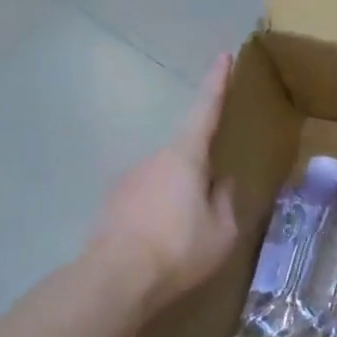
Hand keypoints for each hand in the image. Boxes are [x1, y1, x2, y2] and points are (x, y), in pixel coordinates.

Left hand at [88, 53, 238, 317]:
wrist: (114, 280)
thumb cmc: (179, 249)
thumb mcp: (222, 230)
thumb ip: (226, 200)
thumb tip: (221, 182)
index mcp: (185, 157)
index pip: (205, 110)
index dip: (217, 83)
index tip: (223, 55)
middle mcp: (153, 159)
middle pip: (185, 155)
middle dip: (199, 174)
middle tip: (212, 207)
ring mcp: (127, 180)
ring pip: (164, 180)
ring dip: (177, 198)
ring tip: (186, 236)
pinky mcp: (110, 204)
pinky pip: (145, 200)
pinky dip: (158, 213)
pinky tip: (163, 244)